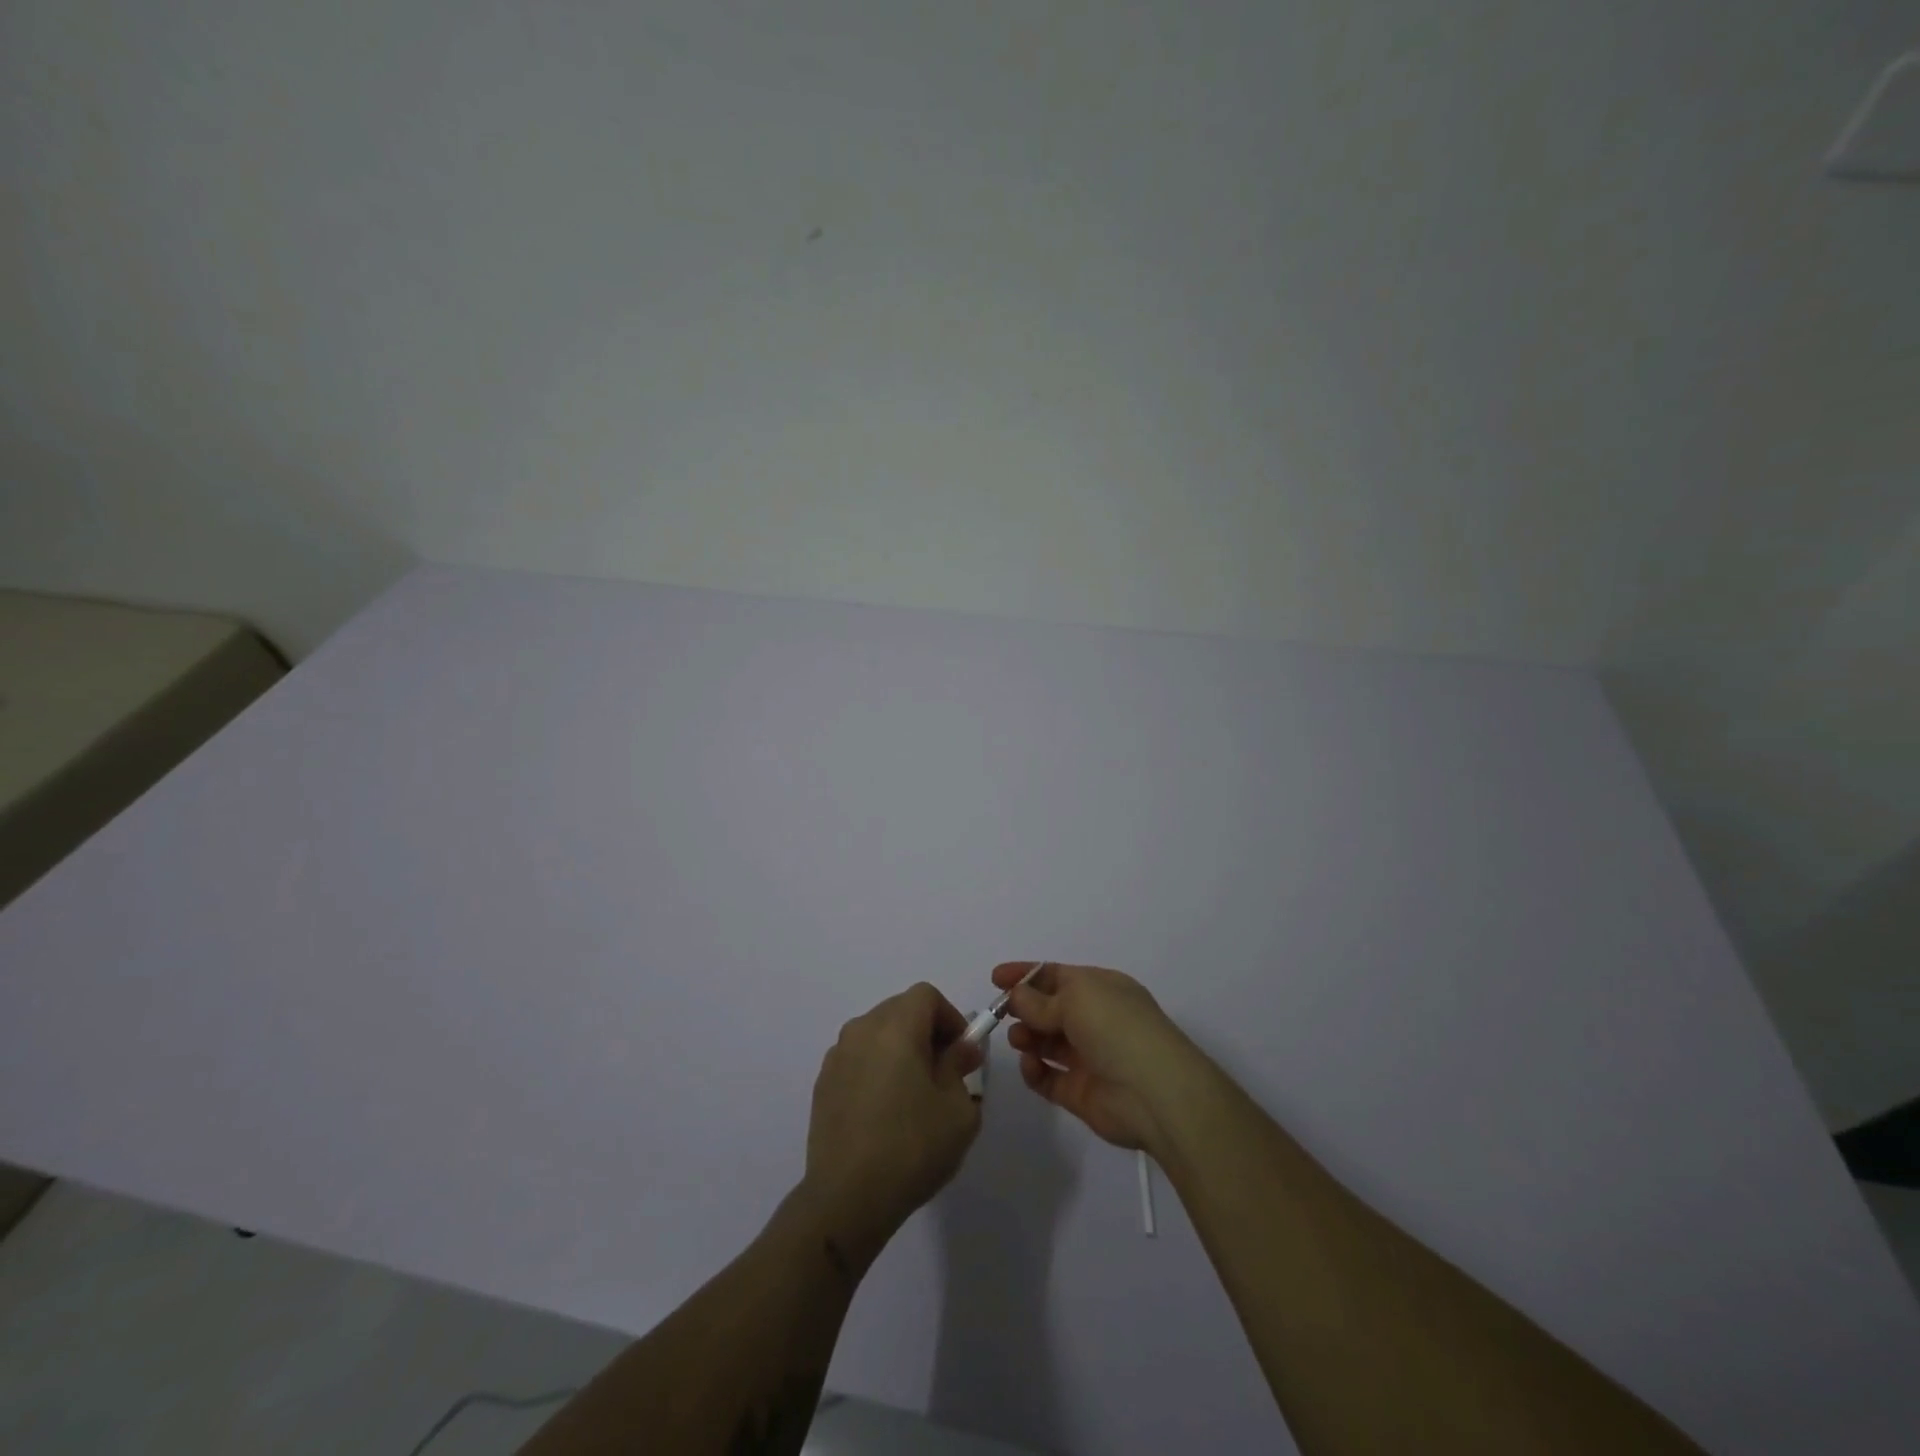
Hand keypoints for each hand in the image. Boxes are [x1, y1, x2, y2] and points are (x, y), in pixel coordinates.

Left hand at [800, 983, 983, 1268]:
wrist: (846, 1198)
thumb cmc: (911, 1148)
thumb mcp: (958, 1110)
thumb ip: (961, 1068)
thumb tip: (960, 1050)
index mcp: (895, 1027)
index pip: (926, 995)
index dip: (950, 1017)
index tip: (961, 1053)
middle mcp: (861, 1030)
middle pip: (900, 1010)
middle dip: (926, 1032)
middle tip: (943, 1073)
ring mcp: (837, 1056)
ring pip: (877, 1034)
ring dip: (900, 1050)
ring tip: (914, 1095)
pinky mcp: (822, 1084)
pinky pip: (858, 1059)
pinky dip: (876, 1069)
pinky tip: (885, 1113)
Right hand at [994, 961, 1204, 1154]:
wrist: (1154, 1092)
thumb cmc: (1116, 1028)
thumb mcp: (1077, 998)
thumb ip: (1040, 999)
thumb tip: (1016, 995)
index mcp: (1101, 988)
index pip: (1057, 976)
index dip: (1026, 975)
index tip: (995, 978)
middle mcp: (1095, 1020)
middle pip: (1049, 1009)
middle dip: (1024, 1009)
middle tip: (1003, 1013)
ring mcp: (1088, 1057)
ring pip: (1046, 1043)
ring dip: (1027, 1037)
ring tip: (1019, 1040)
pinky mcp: (1080, 1092)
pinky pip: (1048, 1078)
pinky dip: (1034, 1071)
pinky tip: (1030, 1065)